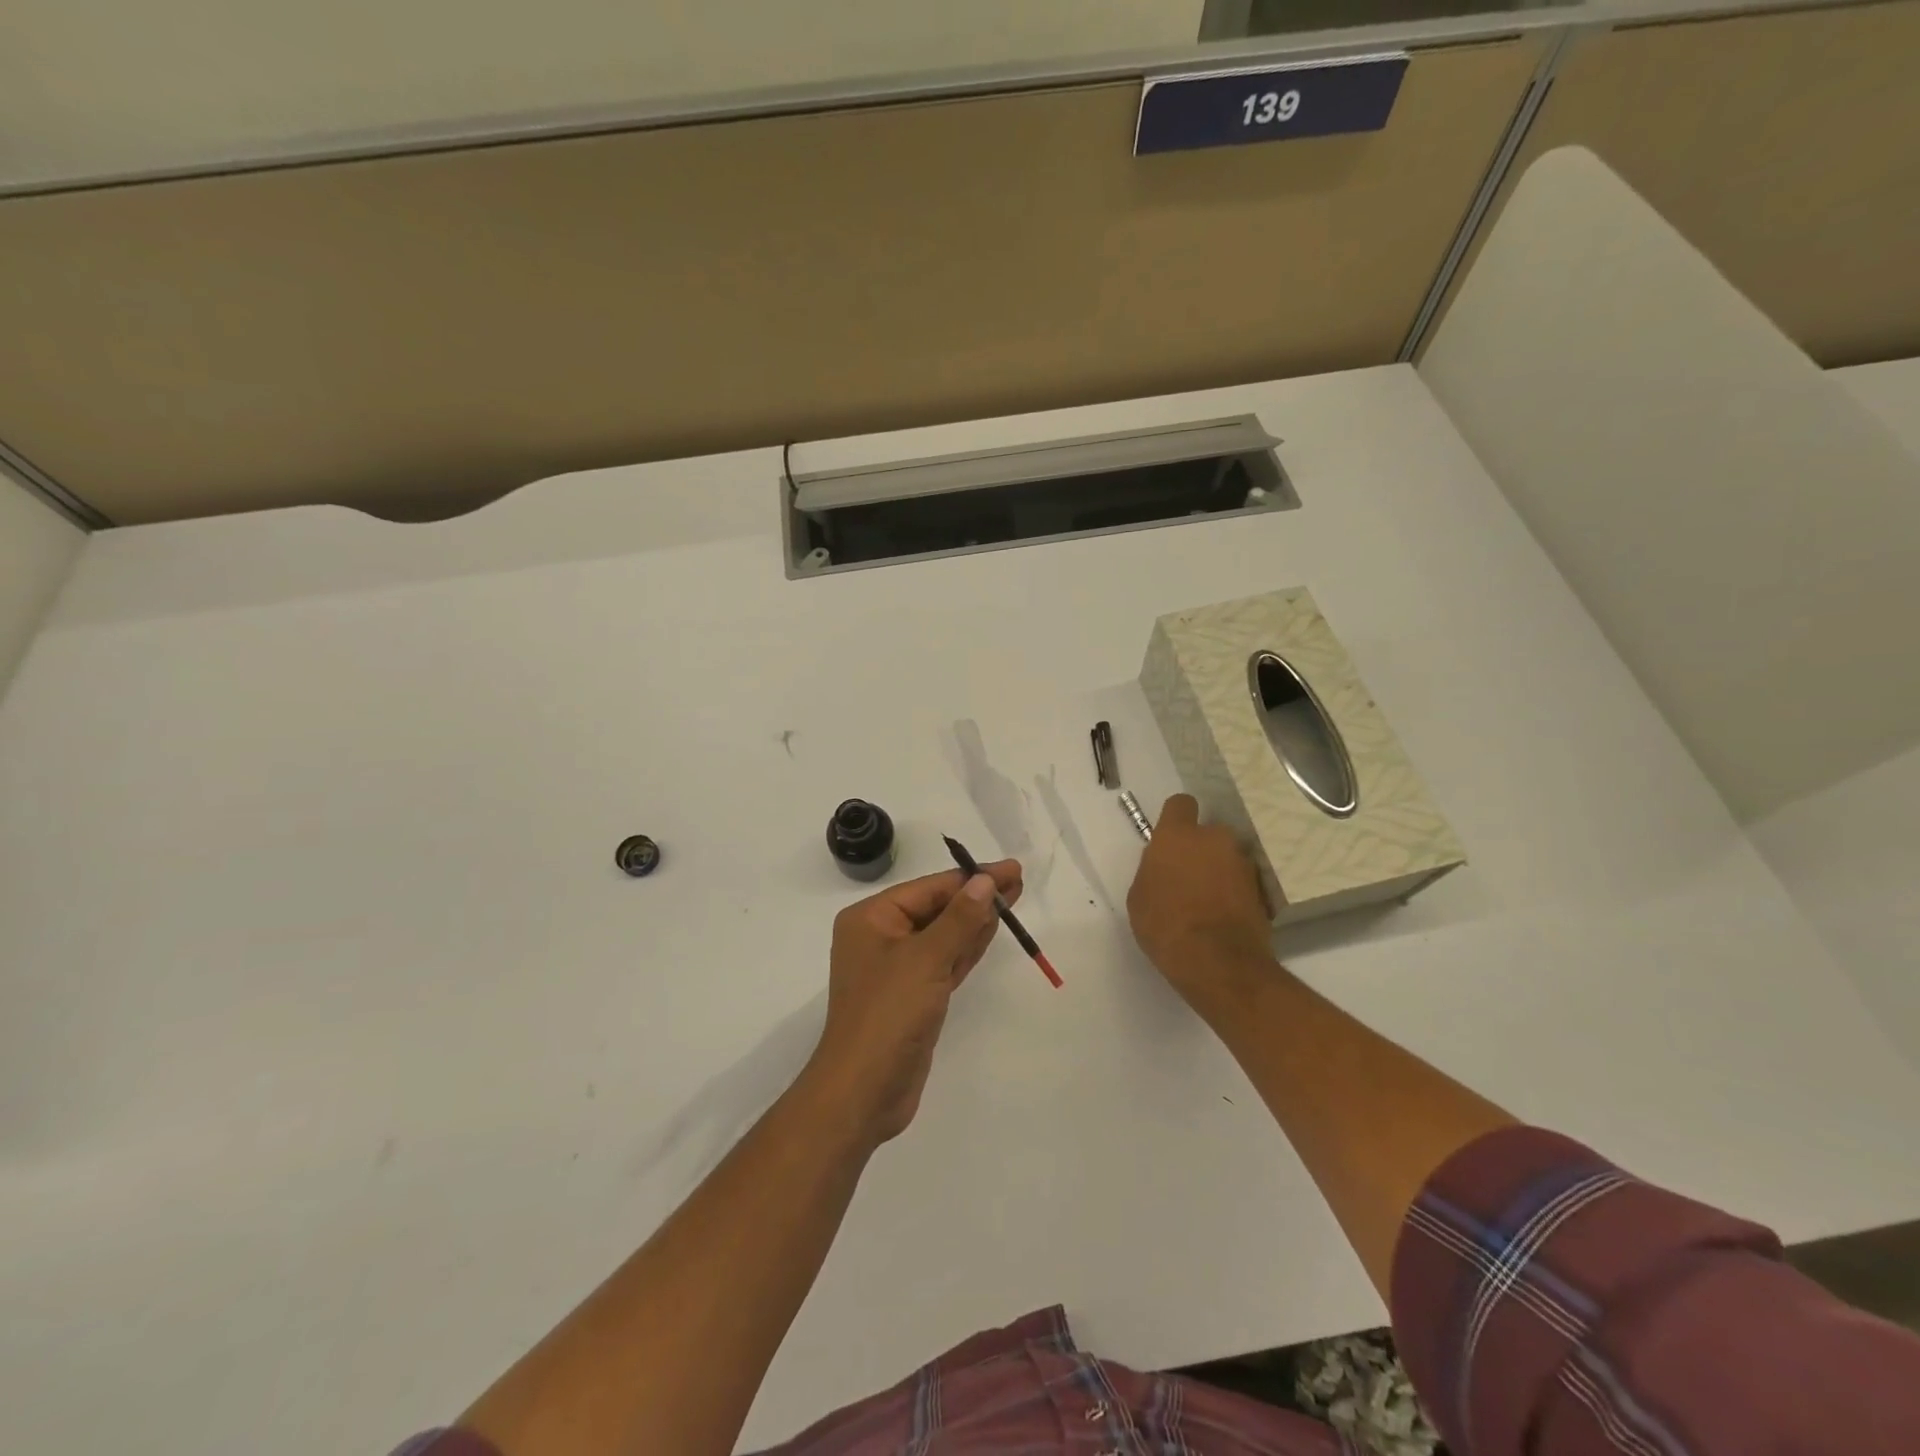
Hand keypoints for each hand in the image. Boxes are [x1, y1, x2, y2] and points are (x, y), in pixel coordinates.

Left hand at [803, 859, 1022, 1146]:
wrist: (864, 1091)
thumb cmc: (888, 1014)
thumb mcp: (926, 959)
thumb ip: (959, 919)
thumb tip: (984, 881)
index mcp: (871, 919)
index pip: (929, 888)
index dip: (971, 877)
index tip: (1010, 869)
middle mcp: (881, 937)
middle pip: (937, 908)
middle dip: (976, 896)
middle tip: (1017, 881)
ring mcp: (897, 968)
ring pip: (943, 935)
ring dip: (976, 919)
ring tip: (1012, 898)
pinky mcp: (913, 995)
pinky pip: (944, 961)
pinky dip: (967, 947)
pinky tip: (991, 930)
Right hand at [1126, 794, 1272, 1002]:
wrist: (1218, 963)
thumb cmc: (1165, 925)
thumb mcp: (1139, 897)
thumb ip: (1153, 870)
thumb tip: (1165, 866)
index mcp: (1178, 835)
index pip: (1181, 804)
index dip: (1175, 819)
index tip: (1170, 840)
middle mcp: (1215, 839)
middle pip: (1208, 832)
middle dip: (1200, 848)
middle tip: (1188, 877)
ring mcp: (1243, 863)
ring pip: (1227, 857)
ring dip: (1219, 870)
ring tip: (1208, 902)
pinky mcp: (1262, 889)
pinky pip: (1242, 881)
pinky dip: (1234, 892)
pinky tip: (1223, 916)